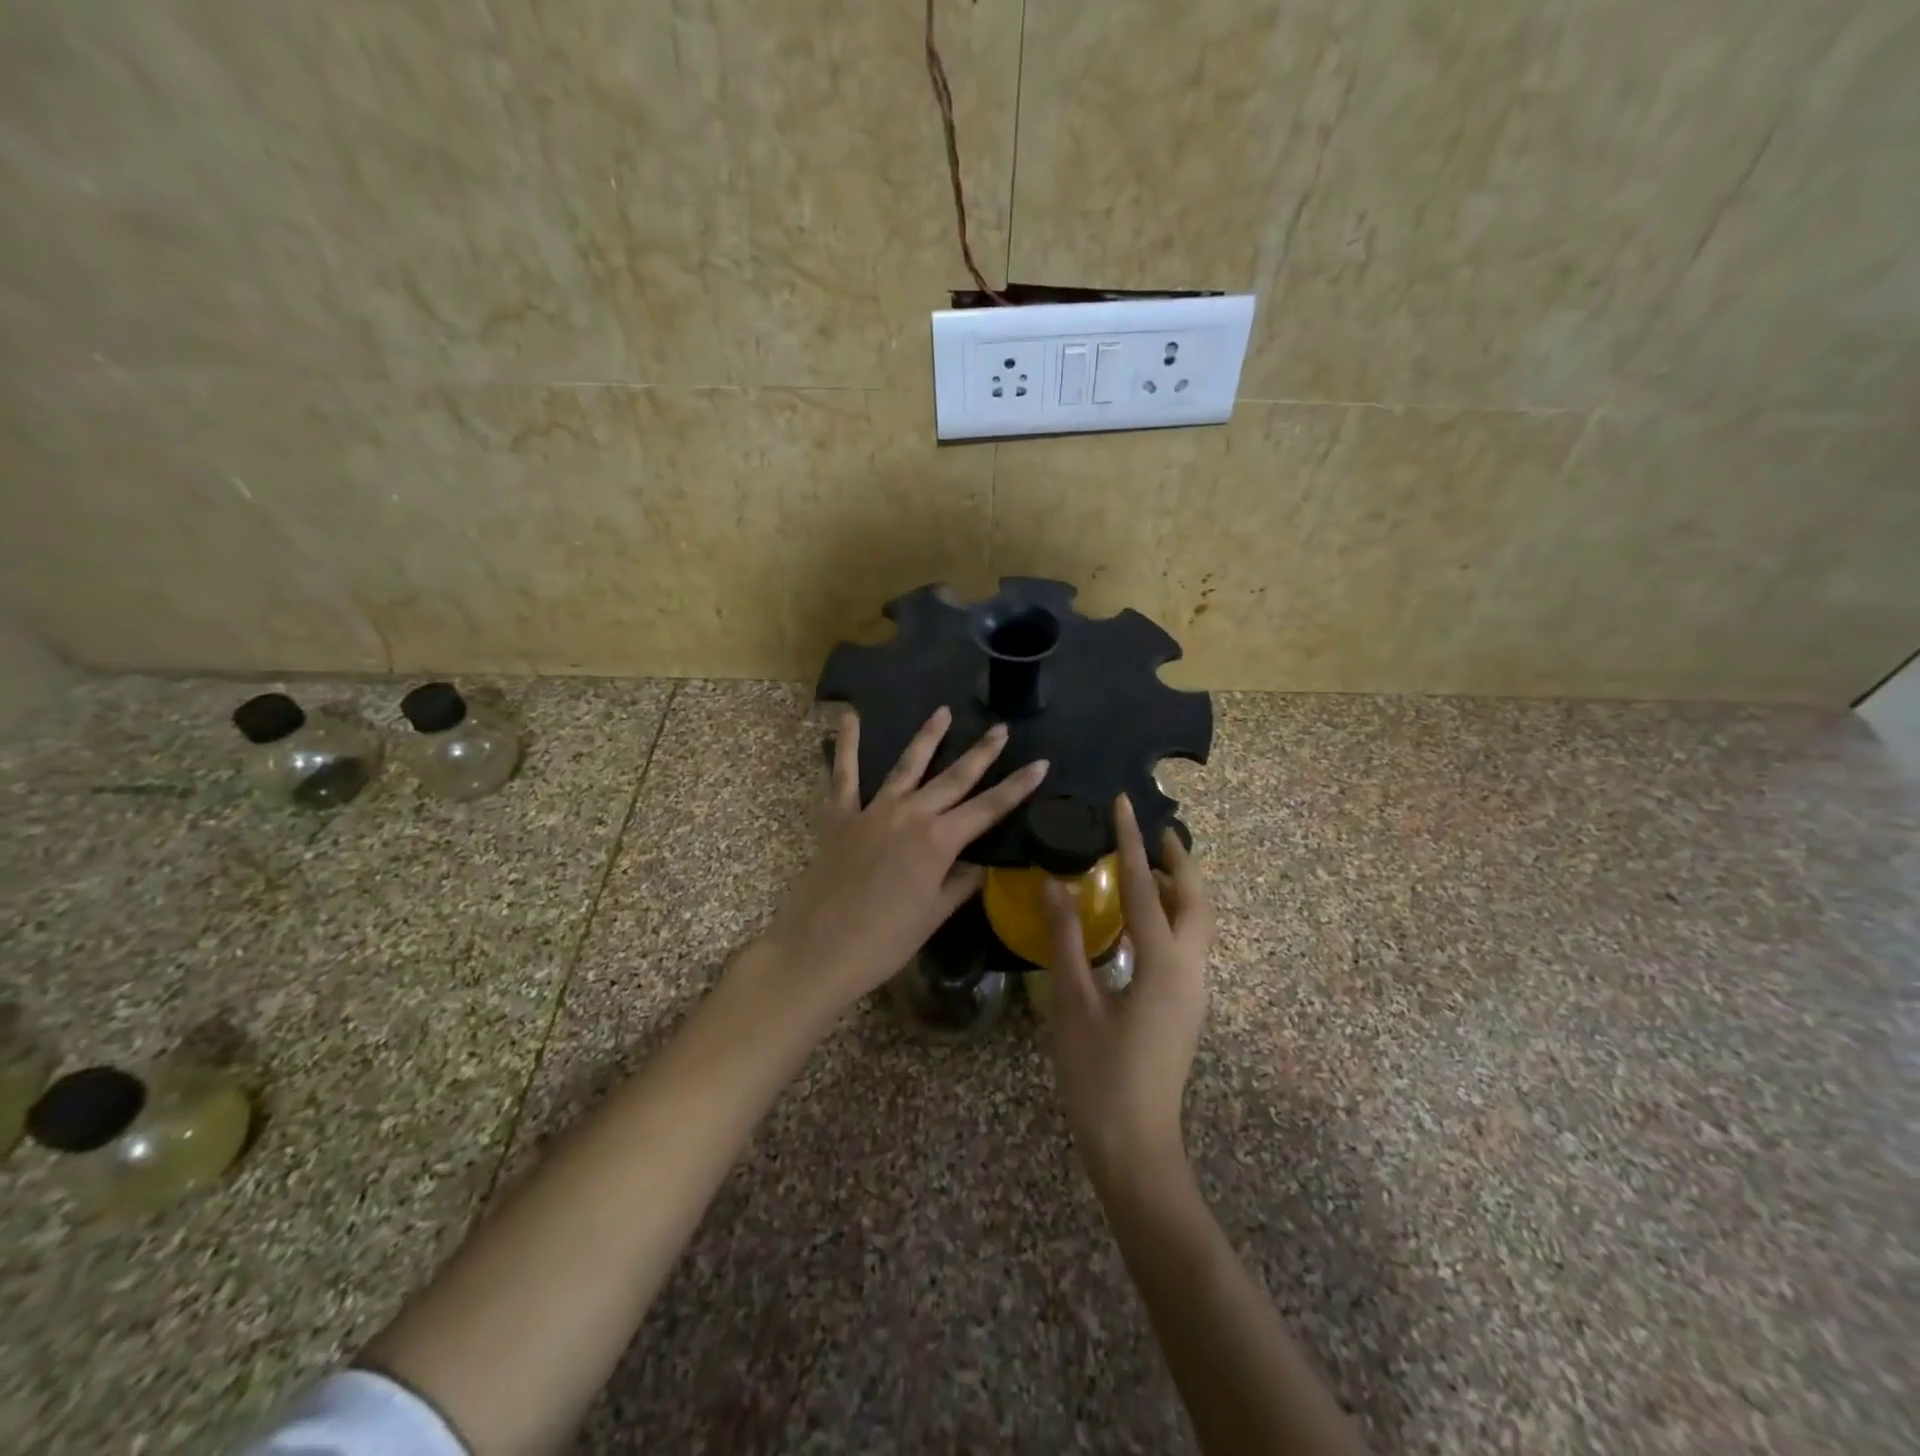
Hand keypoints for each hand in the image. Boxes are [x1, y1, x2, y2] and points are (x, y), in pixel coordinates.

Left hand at [741, 705, 1047, 1024]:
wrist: (818, 951)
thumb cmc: (883, 943)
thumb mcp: (933, 916)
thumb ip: (959, 884)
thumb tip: (979, 864)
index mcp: (939, 842)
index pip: (989, 808)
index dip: (1017, 786)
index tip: (1040, 763)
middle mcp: (910, 815)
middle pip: (954, 778)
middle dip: (981, 752)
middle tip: (1001, 728)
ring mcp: (873, 811)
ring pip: (907, 765)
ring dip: (928, 737)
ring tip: (943, 711)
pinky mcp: (839, 816)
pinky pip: (844, 775)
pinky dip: (846, 745)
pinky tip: (849, 717)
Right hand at [1042, 794, 1213, 1183]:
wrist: (1135, 1147)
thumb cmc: (1099, 1075)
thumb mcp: (1073, 1003)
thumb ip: (1066, 939)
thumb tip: (1055, 884)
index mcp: (1162, 964)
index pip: (1146, 888)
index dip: (1131, 843)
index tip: (1124, 804)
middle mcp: (1189, 970)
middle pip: (1195, 901)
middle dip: (1178, 861)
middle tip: (1155, 832)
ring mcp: (1193, 991)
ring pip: (1197, 923)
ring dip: (1178, 889)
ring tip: (1148, 866)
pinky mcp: (1186, 1006)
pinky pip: (1188, 944)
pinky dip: (1172, 916)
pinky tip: (1142, 921)